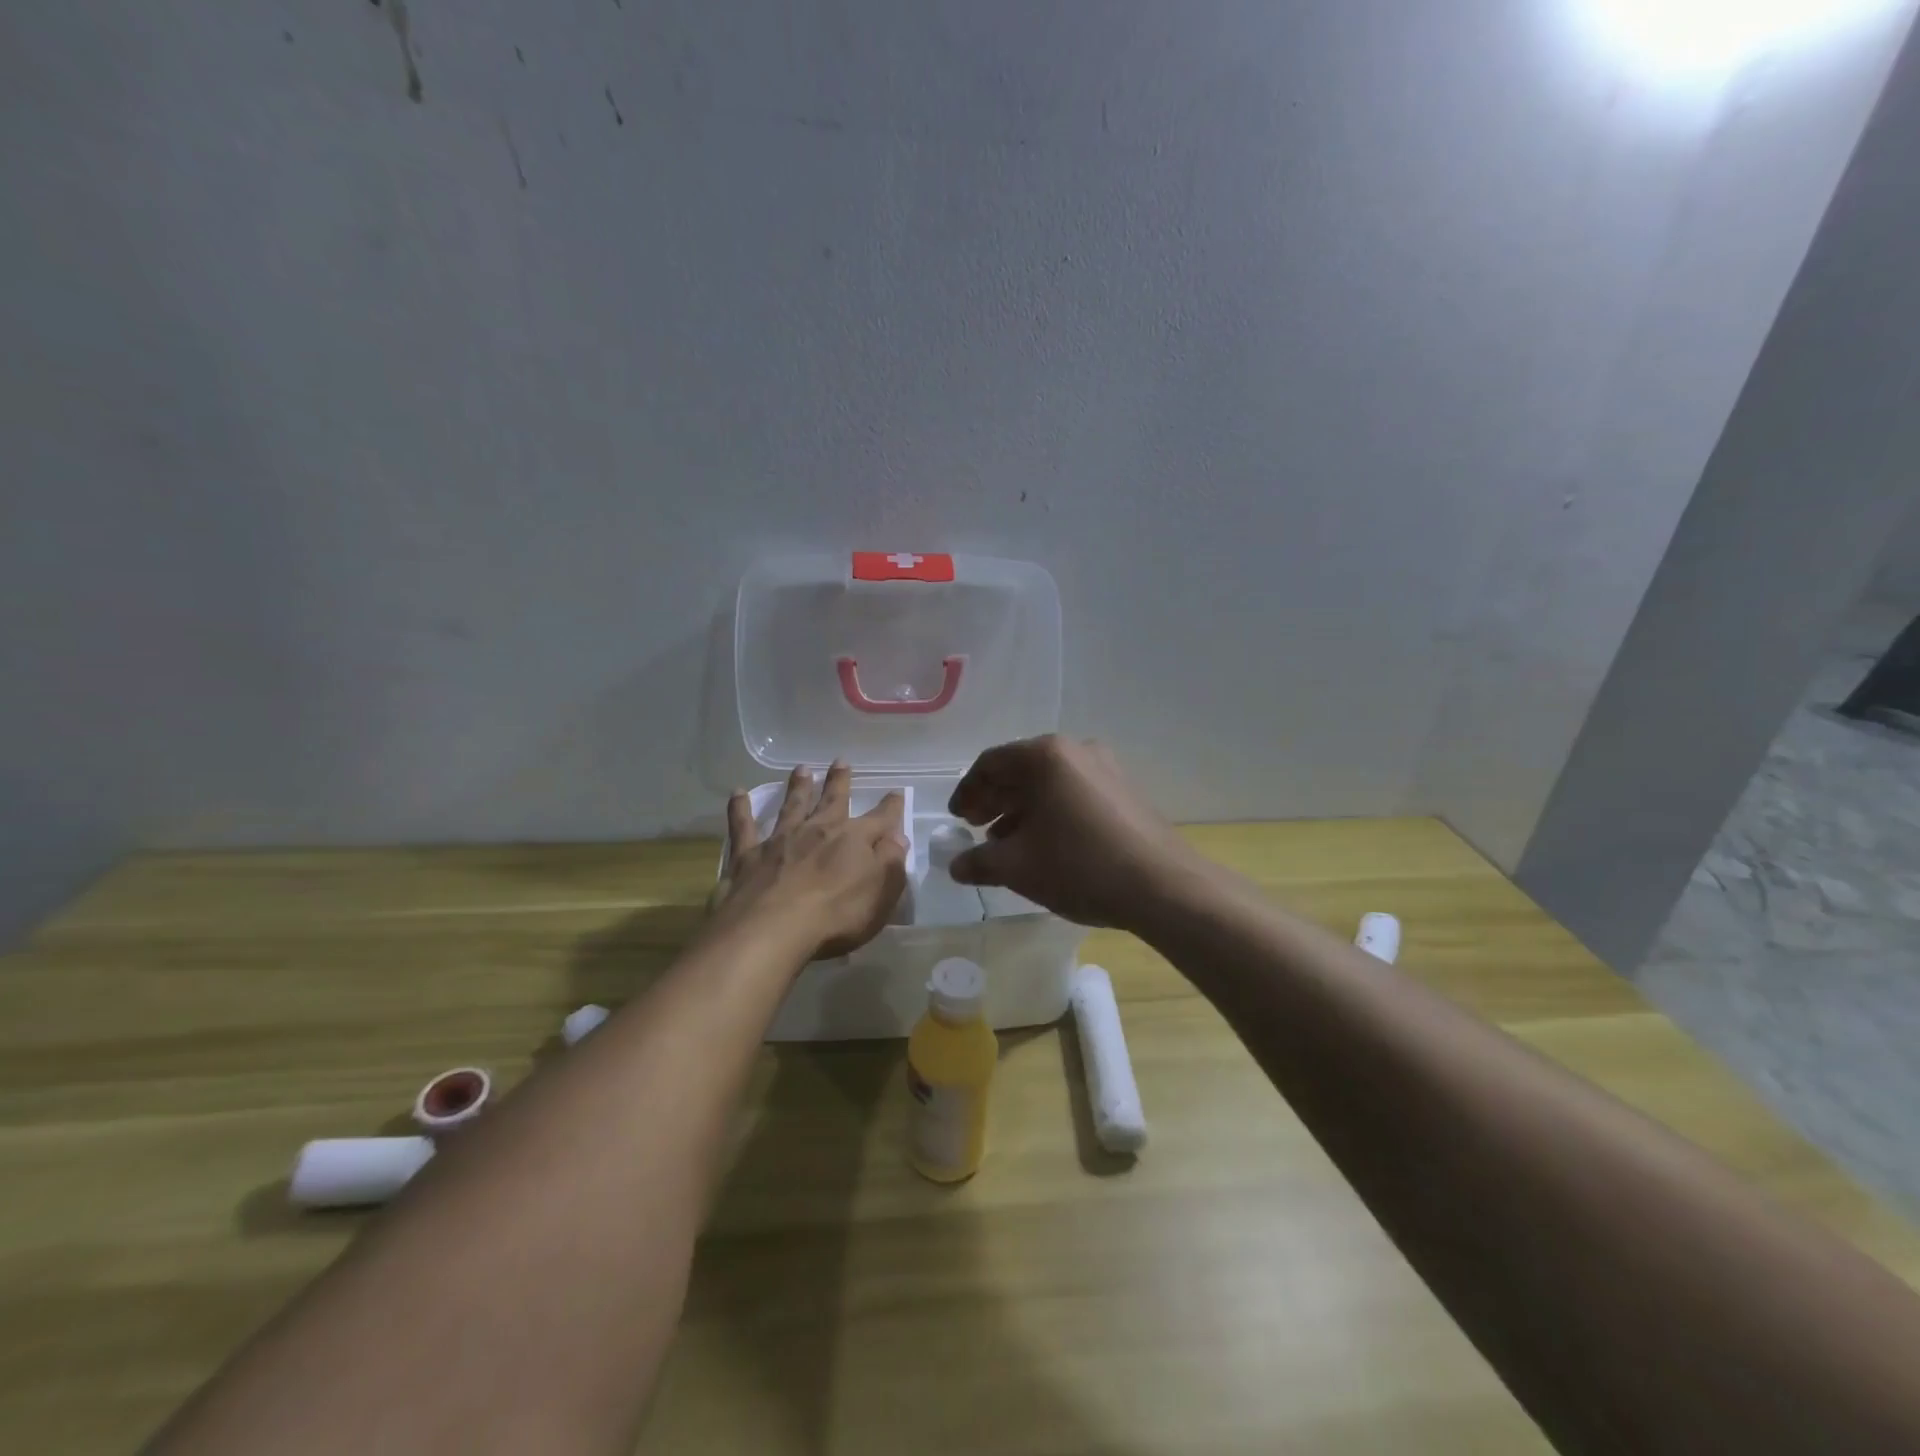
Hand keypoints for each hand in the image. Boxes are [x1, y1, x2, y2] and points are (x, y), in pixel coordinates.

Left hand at [711, 762, 909, 961]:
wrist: (773, 928)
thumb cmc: (836, 916)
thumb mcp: (881, 894)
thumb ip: (891, 862)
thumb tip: (897, 837)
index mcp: (854, 840)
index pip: (880, 819)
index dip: (891, 807)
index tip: (896, 792)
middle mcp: (818, 830)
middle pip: (832, 800)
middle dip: (840, 781)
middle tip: (841, 761)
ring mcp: (781, 840)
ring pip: (792, 806)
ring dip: (798, 786)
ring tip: (802, 769)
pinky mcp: (749, 855)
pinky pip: (743, 825)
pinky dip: (740, 809)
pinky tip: (737, 793)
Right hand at [946, 736, 1199, 929]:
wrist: (1162, 886)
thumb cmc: (1079, 866)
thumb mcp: (1018, 867)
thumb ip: (979, 862)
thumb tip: (956, 865)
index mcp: (1046, 756)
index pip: (991, 763)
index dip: (968, 791)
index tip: (957, 819)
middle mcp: (1076, 750)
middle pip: (1021, 770)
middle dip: (994, 800)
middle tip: (976, 828)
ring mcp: (1106, 768)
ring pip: (1049, 783)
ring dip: (1021, 809)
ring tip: (1006, 843)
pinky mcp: (1124, 790)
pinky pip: (1074, 793)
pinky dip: (1051, 812)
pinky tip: (1045, 844)